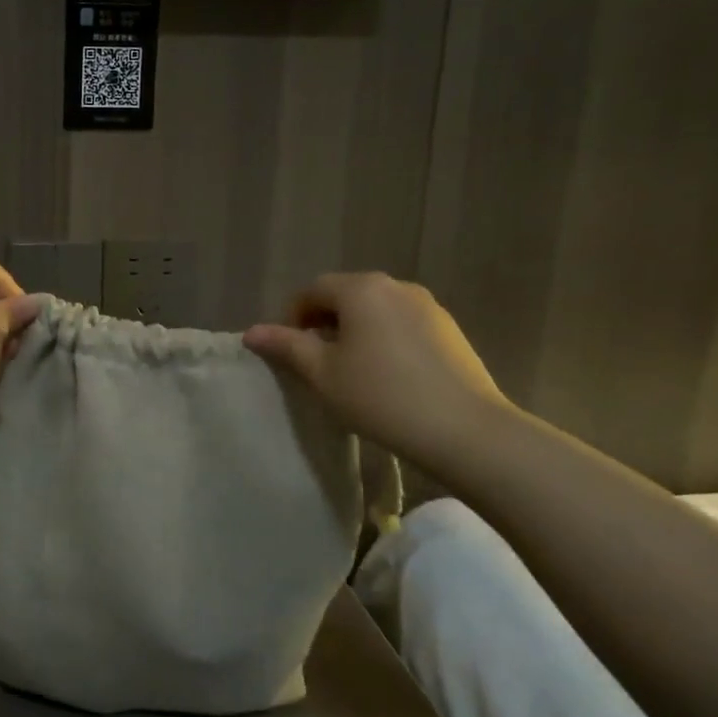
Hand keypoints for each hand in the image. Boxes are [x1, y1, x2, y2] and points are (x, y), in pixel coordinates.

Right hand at [243, 273, 510, 468]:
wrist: (466, 431)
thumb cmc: (381, 397)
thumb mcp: (323, 373)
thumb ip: (286, 346)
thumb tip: (251, 332)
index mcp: (361, 289)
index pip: (312, 290)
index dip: (292, 318)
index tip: (289, 353)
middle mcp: (395, 286)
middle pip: (345, 295)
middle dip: (324, 322)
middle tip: (317, 363)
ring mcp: (428, 306)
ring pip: (375, 310)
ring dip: (355, 331)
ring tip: (352, 371)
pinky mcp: (450, 330)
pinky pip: (402, 324)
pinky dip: (384, 339)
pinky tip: (388, 376)